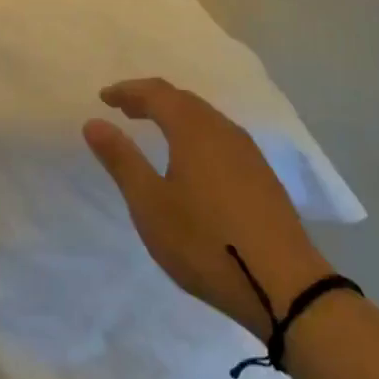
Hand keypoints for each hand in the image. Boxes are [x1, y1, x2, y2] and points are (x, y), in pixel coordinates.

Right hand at [84, 78, 331, 339]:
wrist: (285, 287)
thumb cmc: (205, 242)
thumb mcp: (150, 204)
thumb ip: (121, 159)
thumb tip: (94, 122)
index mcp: (193, 129)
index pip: (156, 93)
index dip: (127, 91)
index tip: (104, 98)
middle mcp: (223, 130)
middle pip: (183, 100)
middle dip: (151, 99)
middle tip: (125, 109)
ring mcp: (248, 152)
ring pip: (205, 118)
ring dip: (175, 116)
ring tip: (154, 130)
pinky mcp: (262, 176)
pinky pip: (220, 137)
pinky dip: (195, 134)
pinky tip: (192, 160)